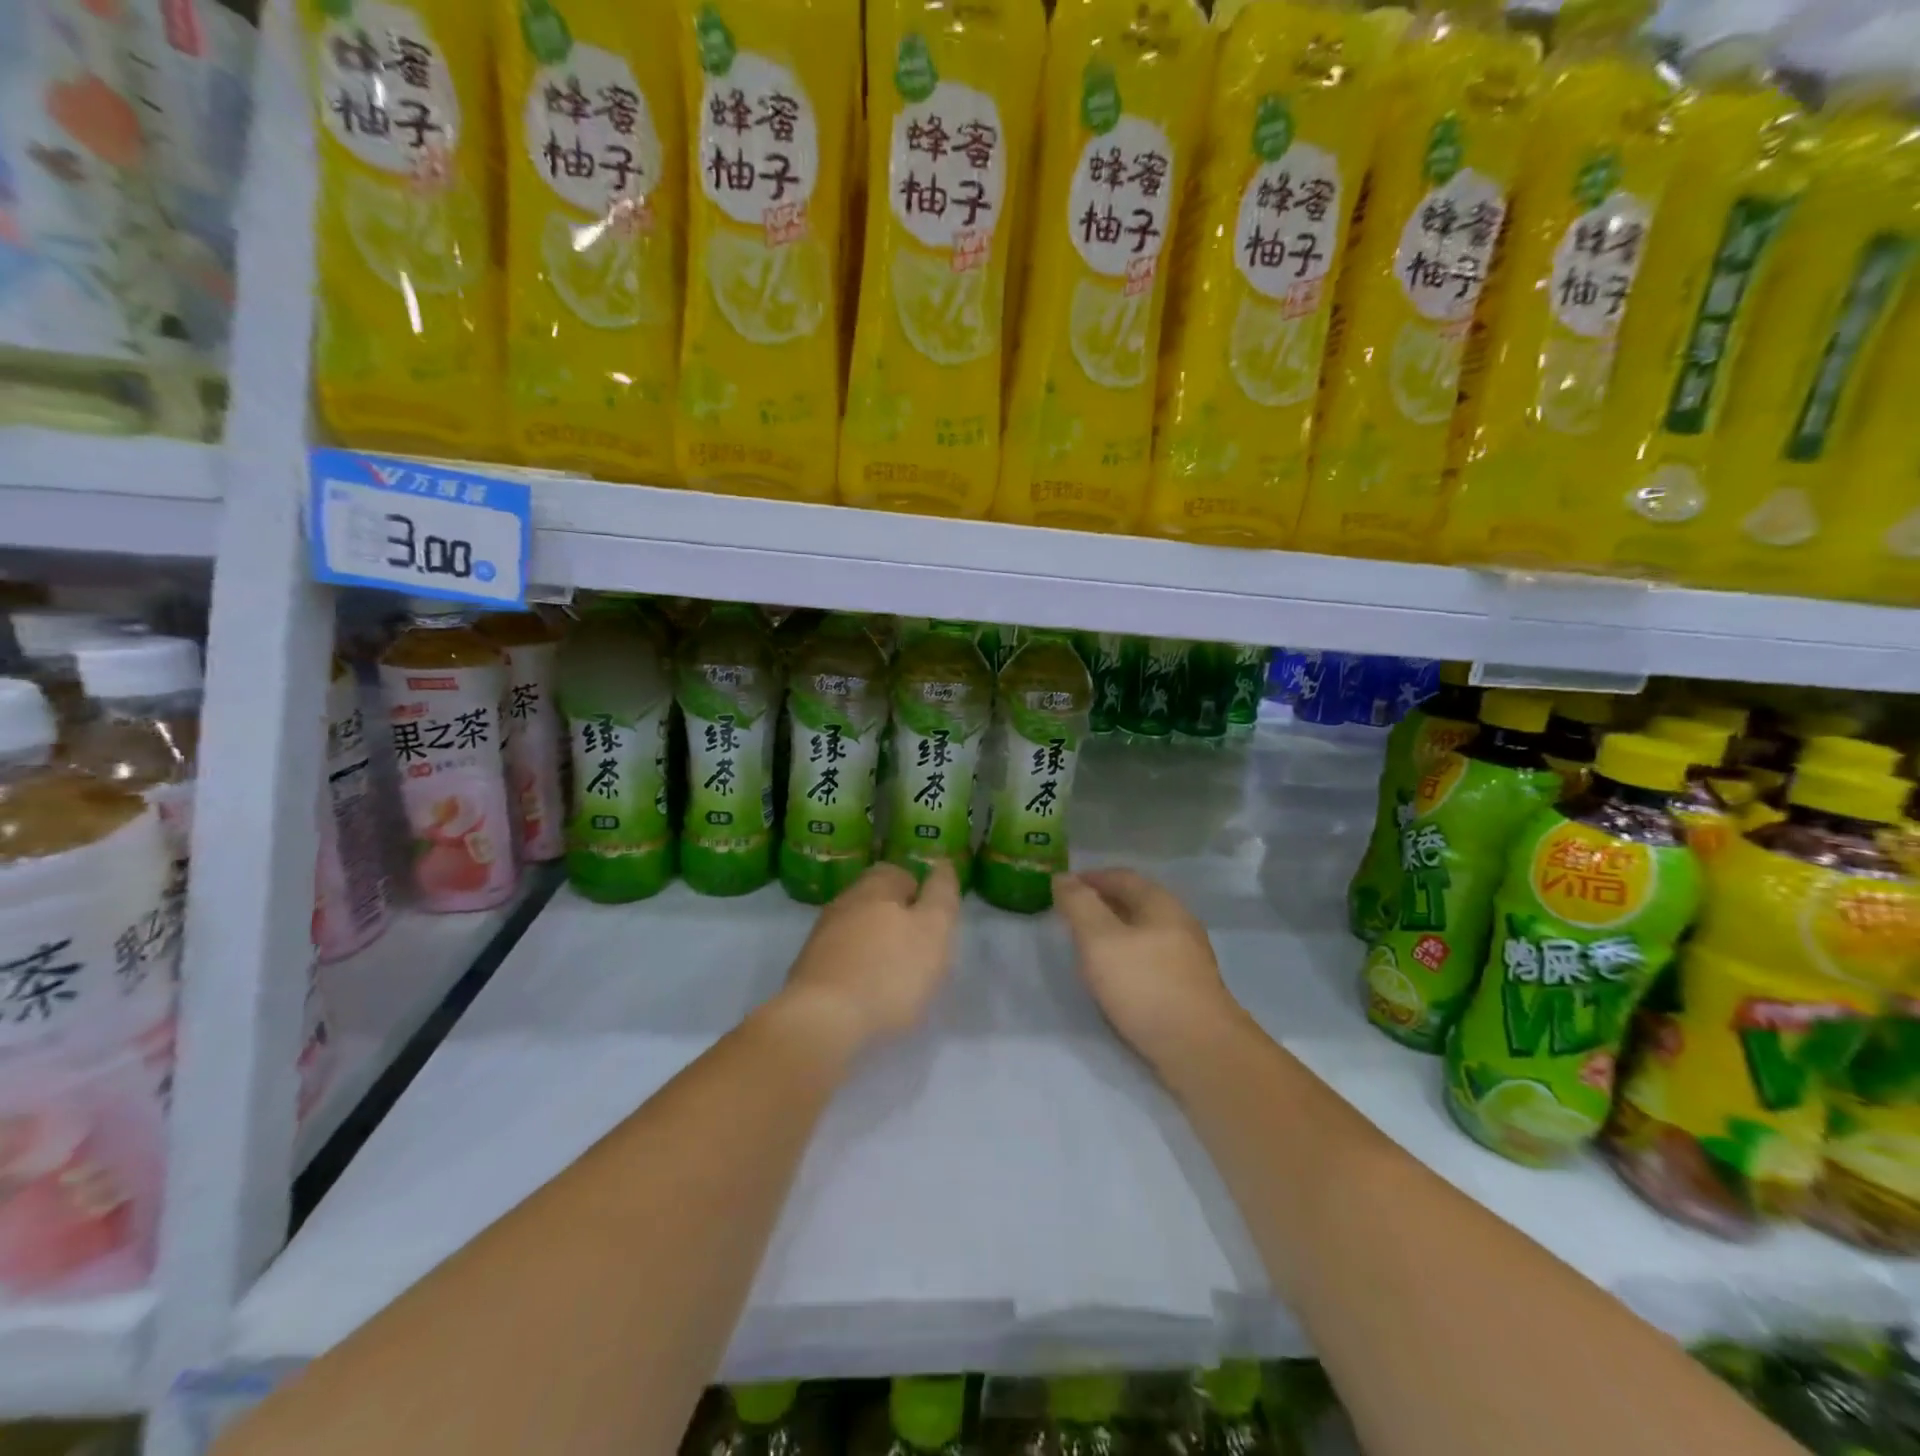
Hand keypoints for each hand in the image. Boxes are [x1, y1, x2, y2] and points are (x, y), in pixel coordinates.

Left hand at [778, 860, 962, 1054]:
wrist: (821, 1021)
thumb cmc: (890, 971)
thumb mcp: (934, 930)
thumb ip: (942, 895)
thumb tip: (943, 865)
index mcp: (875, 886)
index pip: (900, 873)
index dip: (920, 892)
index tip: (934, 922)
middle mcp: (844, 902)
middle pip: (876, 901)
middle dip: (897, 920)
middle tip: (920, 951)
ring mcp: (821, 936)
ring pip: (857, 930)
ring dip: (876, 947)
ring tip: (896, 978)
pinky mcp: (808, 970)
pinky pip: (842, 959)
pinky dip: (858, 970)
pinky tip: (869, 994)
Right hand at [1053, 868, 1242, 1069]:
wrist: (1200, 1050)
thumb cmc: (1145, 985)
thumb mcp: (1099, 939)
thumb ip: (1079, 905)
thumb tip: (1063, 877)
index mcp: (1161, 904)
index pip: (1122, 876)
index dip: (1091, 877)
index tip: (1063, 887)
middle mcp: (1179, 923)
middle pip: (1136, 902)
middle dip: (1102, 904)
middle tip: (1070, 915)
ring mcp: (1187, 958)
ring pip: (1144, 933)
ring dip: (1114, 933)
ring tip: (1086, 946)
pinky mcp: (1188, 989)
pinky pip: (1150, 960)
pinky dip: (1127, 958)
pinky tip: (1114, 977)